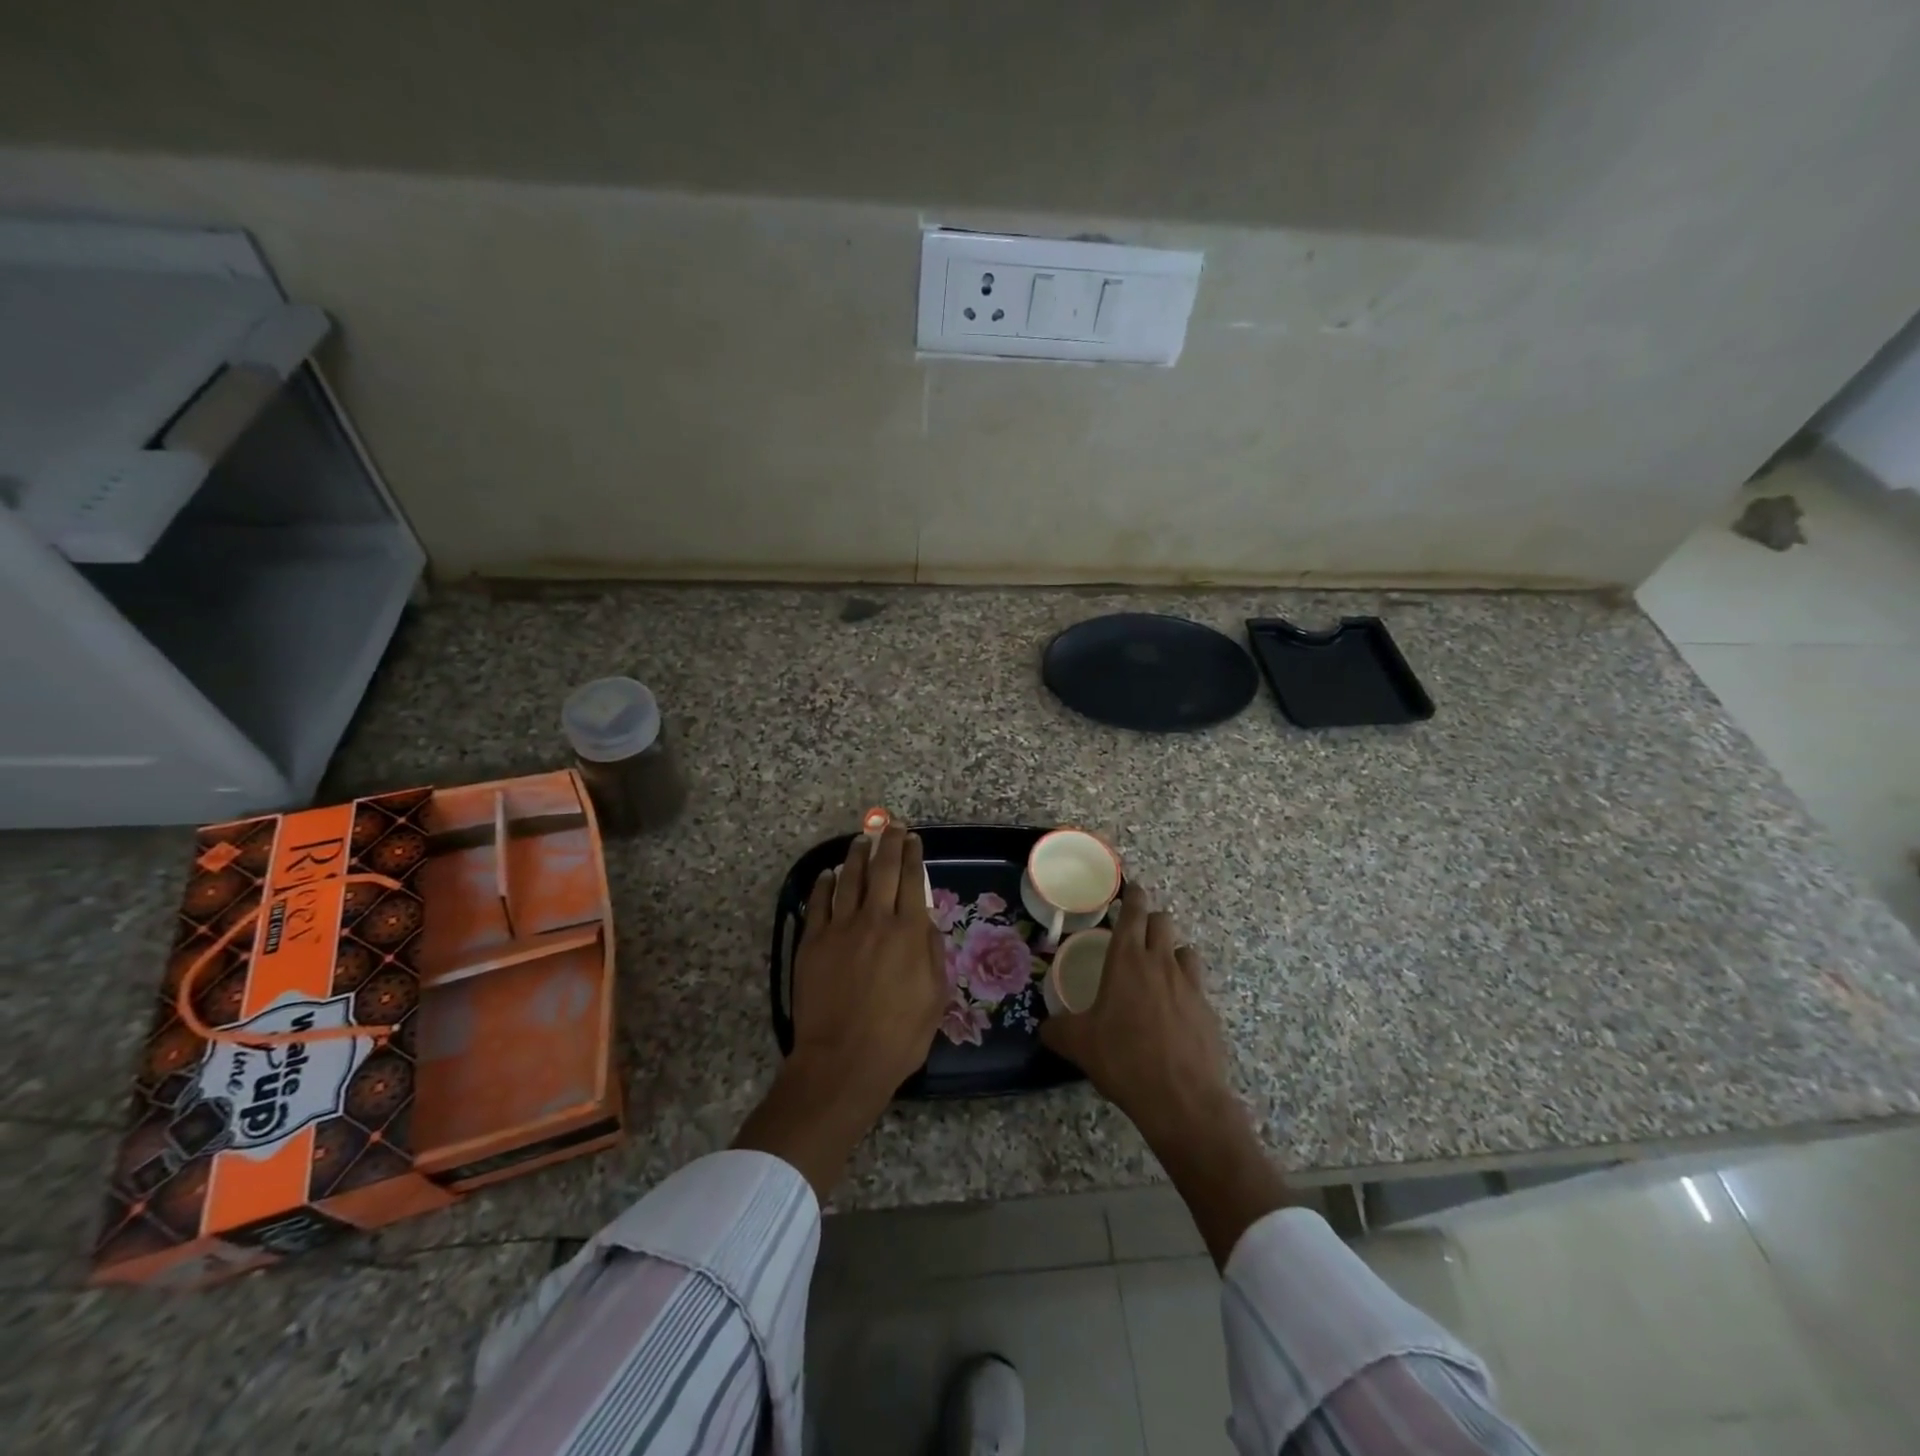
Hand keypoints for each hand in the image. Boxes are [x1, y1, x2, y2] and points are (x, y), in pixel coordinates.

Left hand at [789, 825, 946, 1098]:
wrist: (843, 1061)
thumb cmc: (898, 1036)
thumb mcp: (935, 997)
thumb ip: (931, 952)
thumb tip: (923, 919)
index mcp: (908, 932)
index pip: (912, 880)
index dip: (913, 855)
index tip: (914, 839)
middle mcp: (876, 920)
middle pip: (883, 869)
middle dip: (889, 843)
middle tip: (891, 827)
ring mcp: (840, 928)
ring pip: (849, 879)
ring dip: (857, 856)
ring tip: (862, 840)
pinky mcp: (813, 942)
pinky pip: (818, 903)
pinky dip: (824, 884)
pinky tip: (828, 874)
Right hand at [1041, 883, 1294, 1267]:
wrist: (1182, 1099)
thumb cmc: (1123, 1059)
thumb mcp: (1078, 1044)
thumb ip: (1057, 1029)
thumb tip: (1045, 1028)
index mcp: (1127, 960)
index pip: (1134, 912)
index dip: (1133, 895)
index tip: (1131, 888)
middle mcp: (1161, 962)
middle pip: (1163, 922)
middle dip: (1151, 920)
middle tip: (1136, 933)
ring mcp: (1190, 985)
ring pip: (1184, 949)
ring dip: (1171, 951)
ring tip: (1158, 970)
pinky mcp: (1208, 1010)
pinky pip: (1197, 984)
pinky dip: (1185, 986)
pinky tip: (1174, 1010)